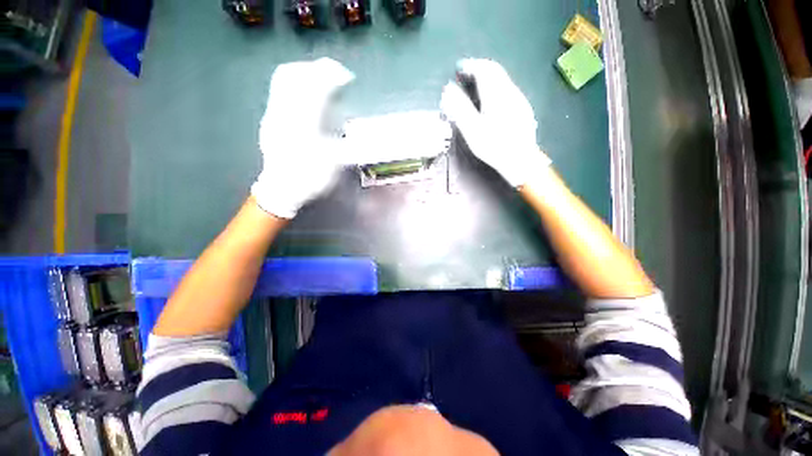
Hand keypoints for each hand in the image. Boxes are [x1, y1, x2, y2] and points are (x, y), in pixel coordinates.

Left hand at [251, 58, 354, 218]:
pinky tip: (309, 94)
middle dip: (316, 68)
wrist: (282, 189)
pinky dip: (297, 83)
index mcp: (303, 125)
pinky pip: (280, 90)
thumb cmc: (310, 179)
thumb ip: (345, 143)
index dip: (331, 77)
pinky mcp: (270, 117)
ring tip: (323, 79)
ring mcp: (274, 114)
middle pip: (294, 75)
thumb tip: (358, 128)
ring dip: (305, 73)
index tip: (347, 78)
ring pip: (284, 79)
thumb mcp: (332, 165)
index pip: (314, 88)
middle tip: (335, 75)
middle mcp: (285, 114)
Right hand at [440, 59, 550, 187]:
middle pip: (495, 71)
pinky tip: (490, 101)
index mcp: (496, 93)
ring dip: (487, 78)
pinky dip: (495, 87)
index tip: (458, 68)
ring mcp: (519, 99)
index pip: (484, 69)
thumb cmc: (493, 146)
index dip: (470, 65)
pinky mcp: (522, 108)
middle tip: (465, 75)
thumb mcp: (472, 129)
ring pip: (502, 80)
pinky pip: (507, 89)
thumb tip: (448, 90)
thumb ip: (460, 108)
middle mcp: (510, 91)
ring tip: (474, 87)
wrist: (520, 160)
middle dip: (479, 69)